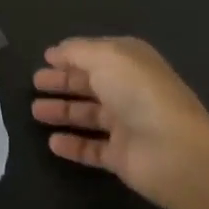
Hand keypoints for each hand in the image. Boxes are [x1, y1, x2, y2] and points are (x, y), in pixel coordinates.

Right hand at [32, 36, 208, 208]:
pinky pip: (92, 148)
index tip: (46, 58)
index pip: (95, 54)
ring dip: (63, 112)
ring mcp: (126, 124)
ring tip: (36, 112)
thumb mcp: (105, 57)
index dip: (71, 55)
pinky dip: (73, 145)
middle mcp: (128, 89)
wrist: (174, 150)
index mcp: (129, 61)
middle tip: (35, 83)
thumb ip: (77, 51)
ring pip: (88, 115)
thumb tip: (57, 51)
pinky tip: (52, 143)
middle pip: (90, 83)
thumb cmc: (138, 92)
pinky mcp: (122, 157)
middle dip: (63, 82)